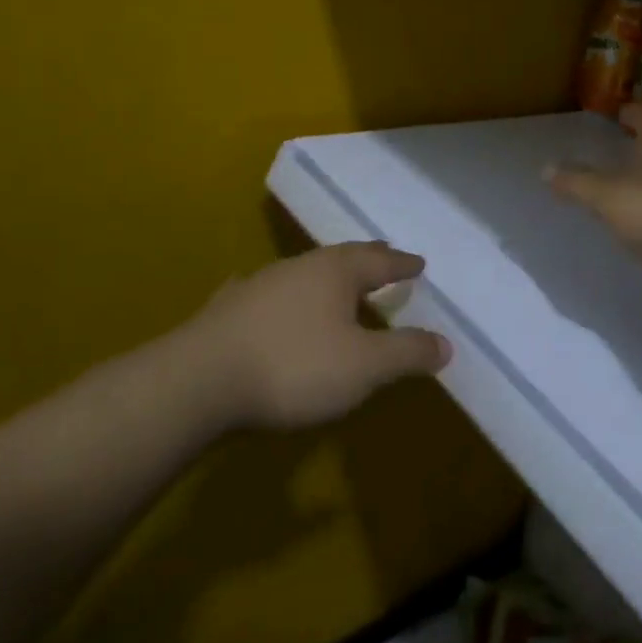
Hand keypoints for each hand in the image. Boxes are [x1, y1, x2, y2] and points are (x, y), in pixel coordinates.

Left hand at [165, 243, 452, 429]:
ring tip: (338, 286)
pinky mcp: (227, 310)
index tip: (419, 263)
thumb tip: (445, 344)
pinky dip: (284, 297)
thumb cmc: (294, 367)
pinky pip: (268, 295)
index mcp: (336, 271)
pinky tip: (272, 302)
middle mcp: (300, 267)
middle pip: (343, 258)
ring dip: (327, 278)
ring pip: (304, 273)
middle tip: (385, 261)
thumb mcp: (365, 367)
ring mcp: (259, 285)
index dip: (402, 264)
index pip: (381, 260)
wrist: (195, 384)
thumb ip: (407, 353)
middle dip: (368, 261)